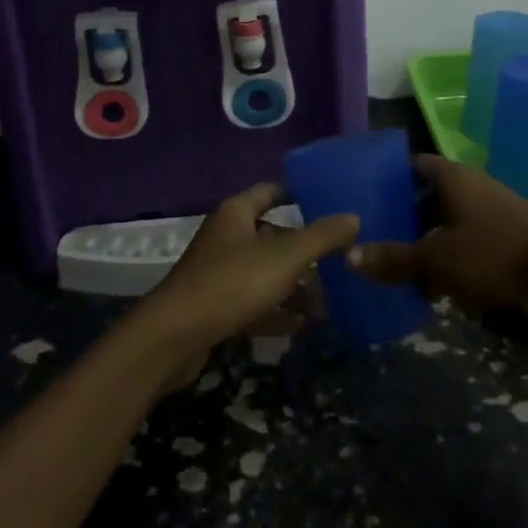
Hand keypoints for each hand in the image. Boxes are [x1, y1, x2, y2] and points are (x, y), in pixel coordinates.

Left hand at [137, 183, 358, 387]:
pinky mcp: (214, 306)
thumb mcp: (285, 257)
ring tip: (327, 302)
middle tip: (338, 262)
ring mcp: (217, 272)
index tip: (327, 202)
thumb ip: (321, 237)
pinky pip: (253, 302)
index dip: (296, 194)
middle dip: (303, 250)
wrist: (175, 337)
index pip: (270, 191)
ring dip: (293, 285)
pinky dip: (275, 311)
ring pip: (264, 272)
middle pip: (271, 235)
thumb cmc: (232, 283)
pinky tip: (301, 326)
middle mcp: (226, 236)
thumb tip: (353, 217)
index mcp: (236, 213)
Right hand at [347, 155, 527, 308]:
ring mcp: (492, 208)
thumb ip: (394, 259)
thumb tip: (349, 257)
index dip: (388, 178)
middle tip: (378, 238)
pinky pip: (469, 237)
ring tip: (404, 269)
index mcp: (449, 177)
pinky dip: (452, 254)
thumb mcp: (437, 260)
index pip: (411, 165)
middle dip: (405, 217)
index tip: (367, 198)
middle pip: (428, 195)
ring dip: (429, 241)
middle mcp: (469, 184)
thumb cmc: (494, 253)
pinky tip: (442, 285)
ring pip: (448, 219)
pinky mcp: (508, 233)